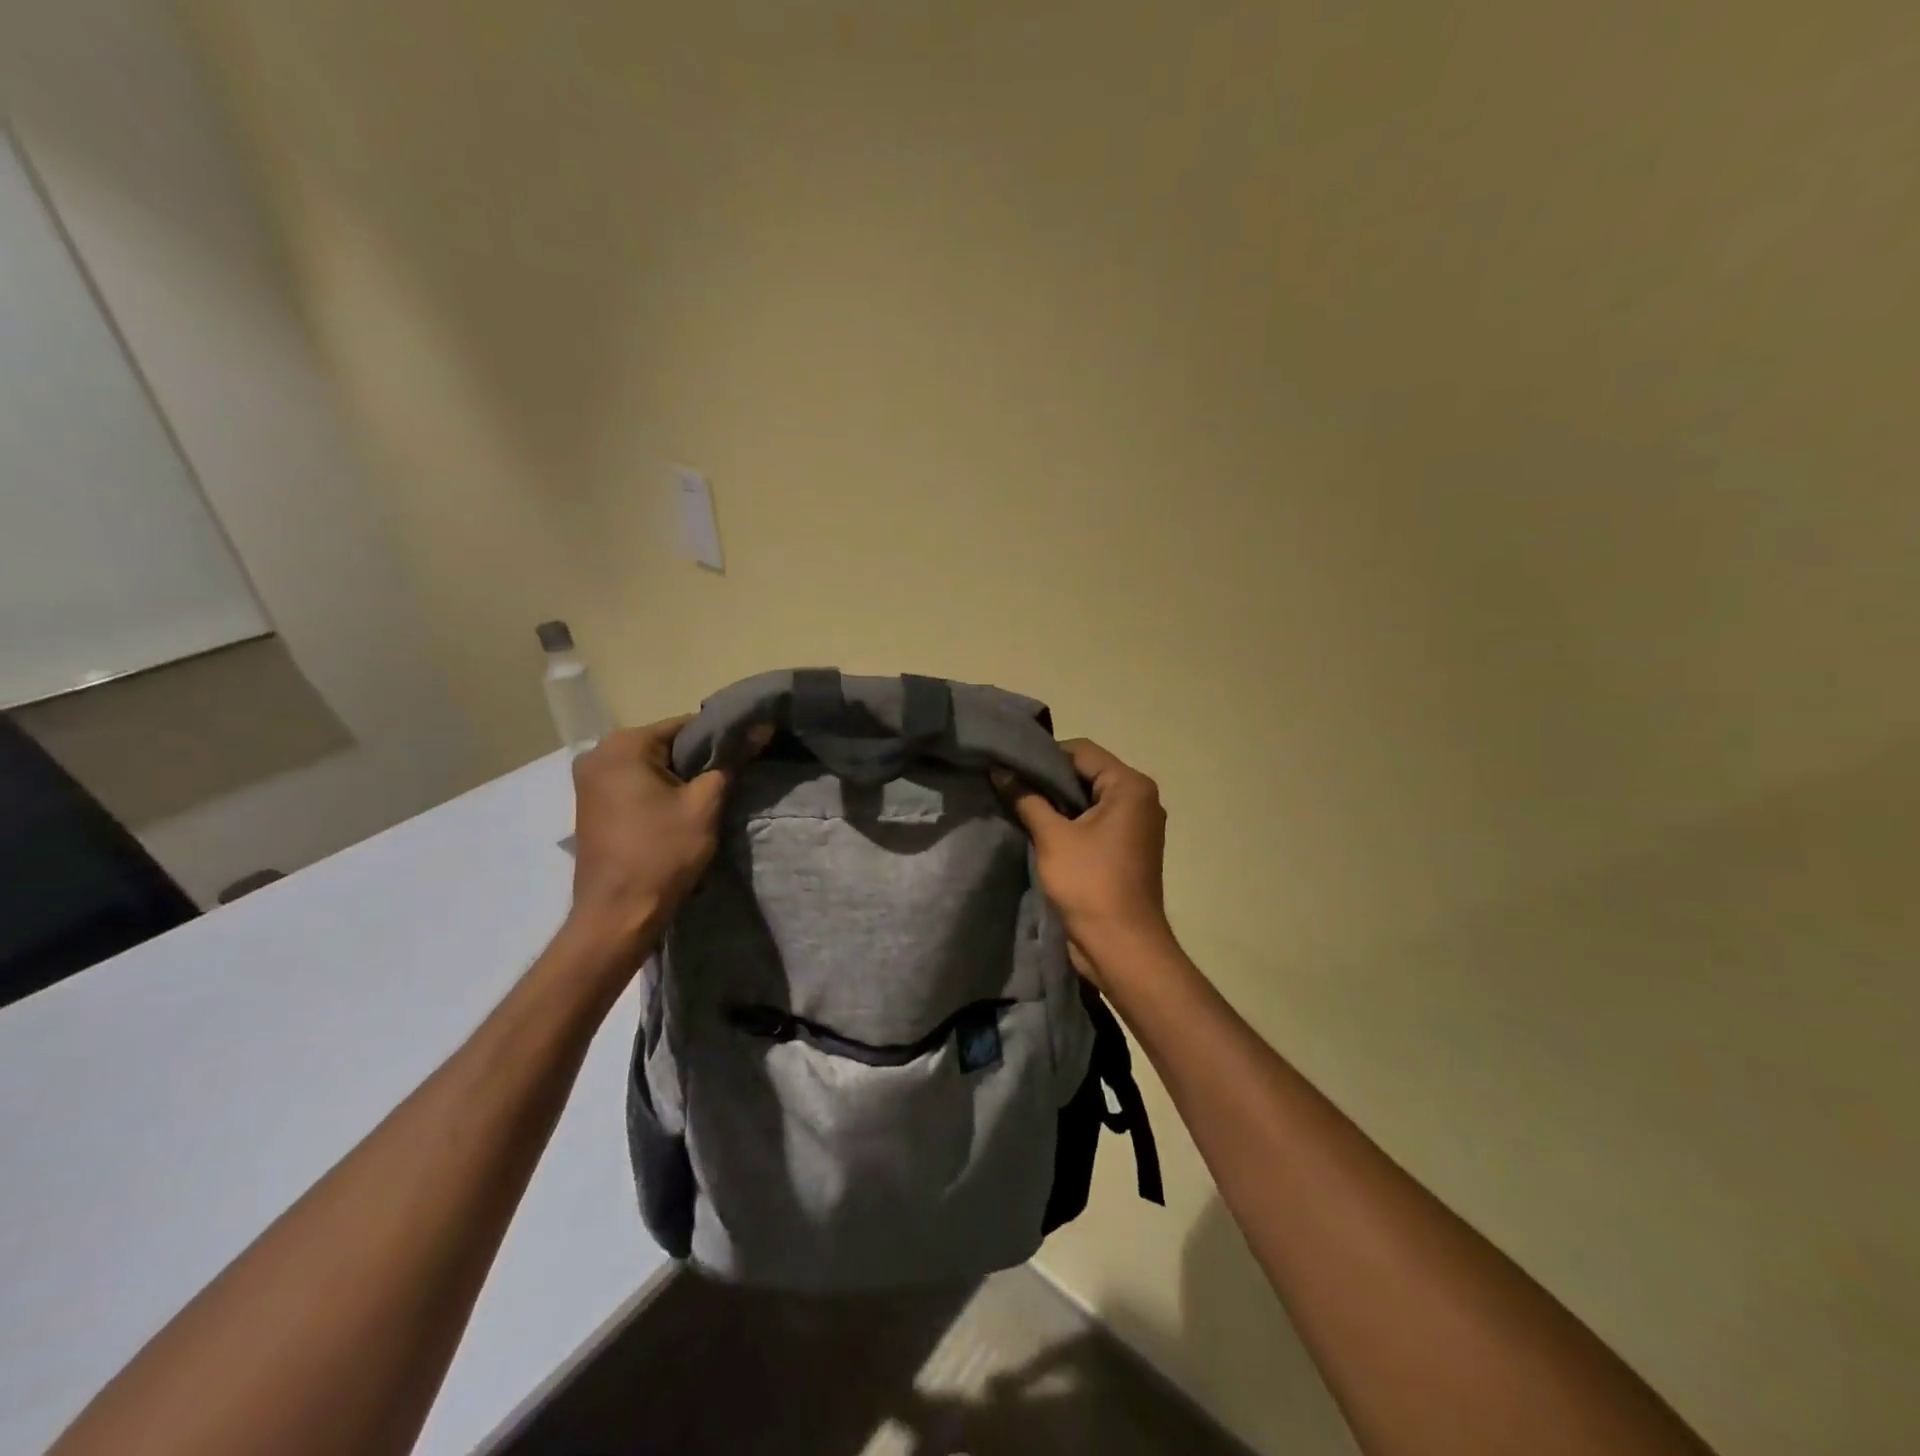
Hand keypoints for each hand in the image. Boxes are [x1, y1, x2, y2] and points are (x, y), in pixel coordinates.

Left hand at [566, 716, 767, 959]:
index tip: (746, 755)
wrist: (617, 915)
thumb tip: (760, 728)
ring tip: (708, 798)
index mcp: (623, 745)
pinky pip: (634, 783)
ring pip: (650, 765)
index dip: (720, 738)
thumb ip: (730, 761)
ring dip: (679, 777)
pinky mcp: (590, 804)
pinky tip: (678, 811)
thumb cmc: (662, 854)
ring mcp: (589, 780)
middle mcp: (598, 753)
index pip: (685, 725)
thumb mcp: (704, 804)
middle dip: (697, 759)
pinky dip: (658, 791)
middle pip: (665, 744)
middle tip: (730, 779)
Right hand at [993, 739, 1172, 983]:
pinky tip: (1038, 827)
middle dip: (1048, 779)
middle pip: (1086, 773)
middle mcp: (1140, 799)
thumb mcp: (1052, 837)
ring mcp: (1136, 825)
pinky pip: (1094, 822)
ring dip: (1056, 802)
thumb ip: (1026, 799)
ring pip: (1088, 799)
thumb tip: (999, 770)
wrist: (1121, 947)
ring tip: (1017, 803)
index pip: (1081, 751)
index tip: (1010, 765)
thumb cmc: (1090, 883)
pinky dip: (1069, 822)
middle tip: (1009, 783)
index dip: (1043, 756)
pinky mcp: (1127, 848)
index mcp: (1130, 786)